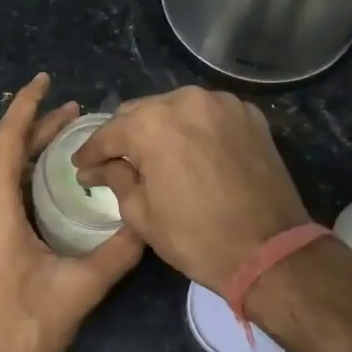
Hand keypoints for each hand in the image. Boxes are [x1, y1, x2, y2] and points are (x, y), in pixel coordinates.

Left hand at [0, 74, 143, 351]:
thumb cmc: (22, 330)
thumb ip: (117, 251)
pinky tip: (20, 199)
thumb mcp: (79, 289)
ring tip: (46, 157)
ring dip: (7, 156)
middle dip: (27, 131)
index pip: (7, 135)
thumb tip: (148, 223)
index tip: (46, 80)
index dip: (28, 104)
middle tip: (67, 124)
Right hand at [73, 86, 309, 289]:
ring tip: (156, 156)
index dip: (90, 152)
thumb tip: (97, 169)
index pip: (109, 133)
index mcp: (151, 123)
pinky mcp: (249, 114)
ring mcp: (222, 103)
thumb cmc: (196, 237)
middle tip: (116, 162)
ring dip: (160, 128)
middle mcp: (185, 100)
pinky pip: (208, 114)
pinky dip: (194, 129)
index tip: (81, 165)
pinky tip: (192, 152)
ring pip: (176, 108)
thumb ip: (115, 179)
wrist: (270, 251)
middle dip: (125, 136)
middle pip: (141, 112)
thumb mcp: (141, 214)